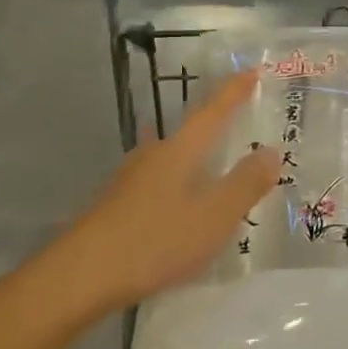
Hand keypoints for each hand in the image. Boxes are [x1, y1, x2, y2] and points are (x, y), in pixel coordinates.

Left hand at [34, 72, 278, 324]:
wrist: (77, 278)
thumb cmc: (153, 241)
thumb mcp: (212, 217)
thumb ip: (244, 184)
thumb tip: (271, 151)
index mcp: (179, 151)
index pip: (212, 112)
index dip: (233, 92)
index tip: (251, 70)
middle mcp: (153, 156)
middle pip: (189, 132)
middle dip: (215, 125)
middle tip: (239, 123)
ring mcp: (130, 181)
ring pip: (171, 158)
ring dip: (195, 156)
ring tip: (216, 166)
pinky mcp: (116, 206)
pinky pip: (159, 183)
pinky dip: (179, 183)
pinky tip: (182, 205)